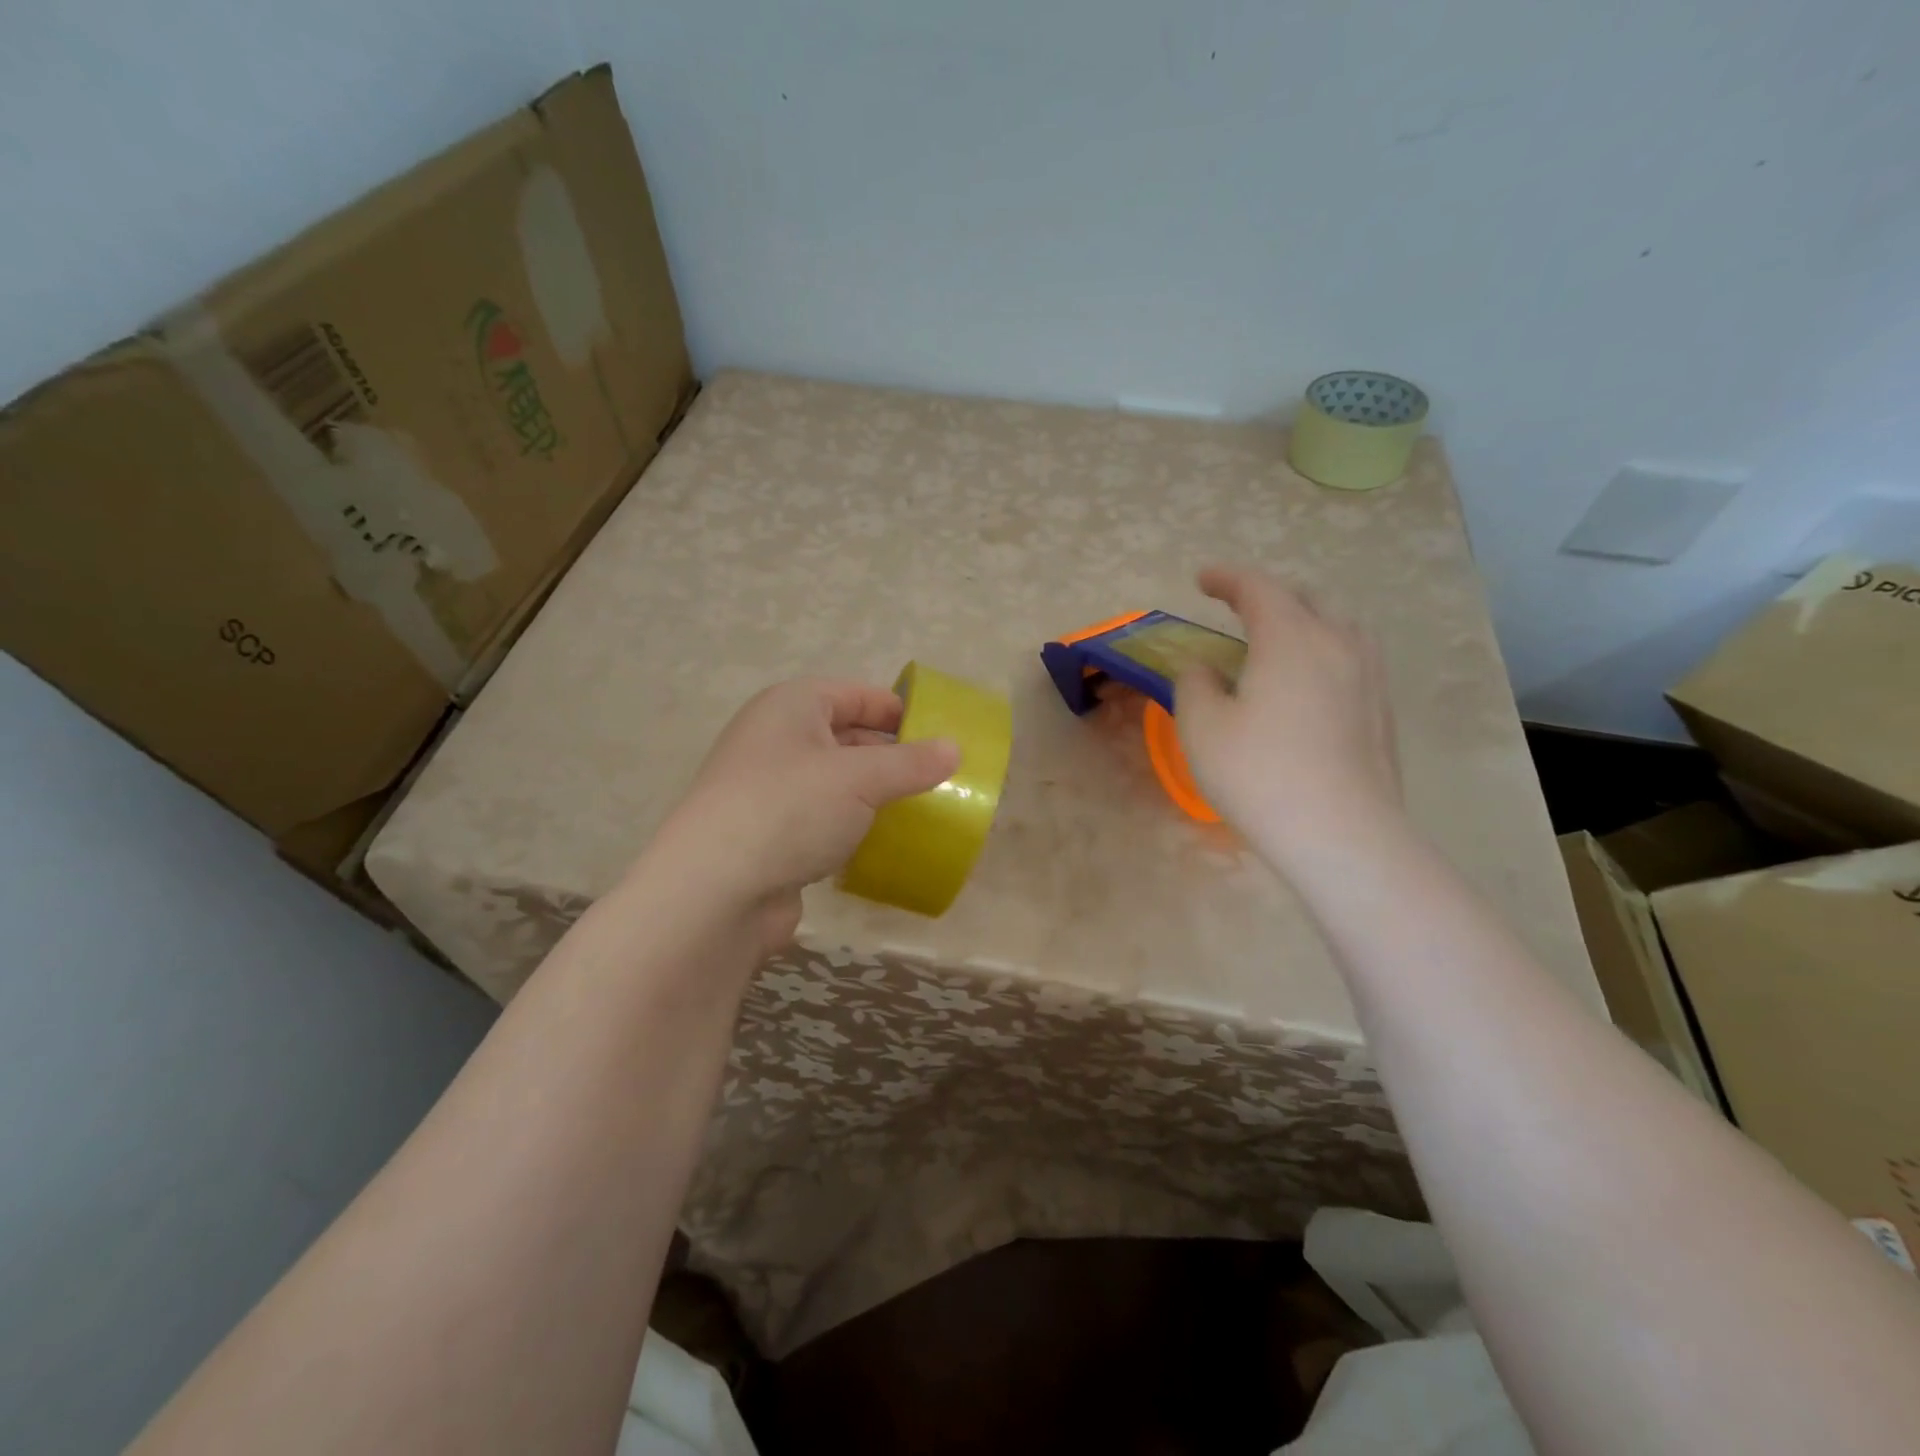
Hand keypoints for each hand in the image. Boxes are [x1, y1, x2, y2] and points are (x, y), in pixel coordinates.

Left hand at [645, 678, 960, 951]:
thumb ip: (911, 763)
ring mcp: (766, 788)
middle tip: (933, 775)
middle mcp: (774, 739)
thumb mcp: (861, 779)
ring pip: (832, 780)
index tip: (937, 733)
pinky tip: (876, 841)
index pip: (854, 694)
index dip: (896, 709)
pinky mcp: (766, 833)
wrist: (714, 891)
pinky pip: (818, 817)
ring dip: (870, 793)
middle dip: (888, 754)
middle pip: (843, 735)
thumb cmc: (790, 809)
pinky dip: (848, 824)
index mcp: (791, 707)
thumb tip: (954, 749)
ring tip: (915, 808)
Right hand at [1174, 566, 1402, 863]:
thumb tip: (1206, 668)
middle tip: (1236, 608)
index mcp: (1290, 638)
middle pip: (1305, 599)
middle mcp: (1337, 644)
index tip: (1202, 579)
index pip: (1259, 588)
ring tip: (1278, 640)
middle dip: (1267, 596)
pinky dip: (1323, 652)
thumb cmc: (1260, 774)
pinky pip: (1352, 658)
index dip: (1227, 578)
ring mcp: (1369, 677)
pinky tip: (1308, 684)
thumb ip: (1195, 683)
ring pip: (1337, 626)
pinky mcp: (1382, 710)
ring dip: (1303, 621)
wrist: (1342, 834)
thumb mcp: (1202, 727)